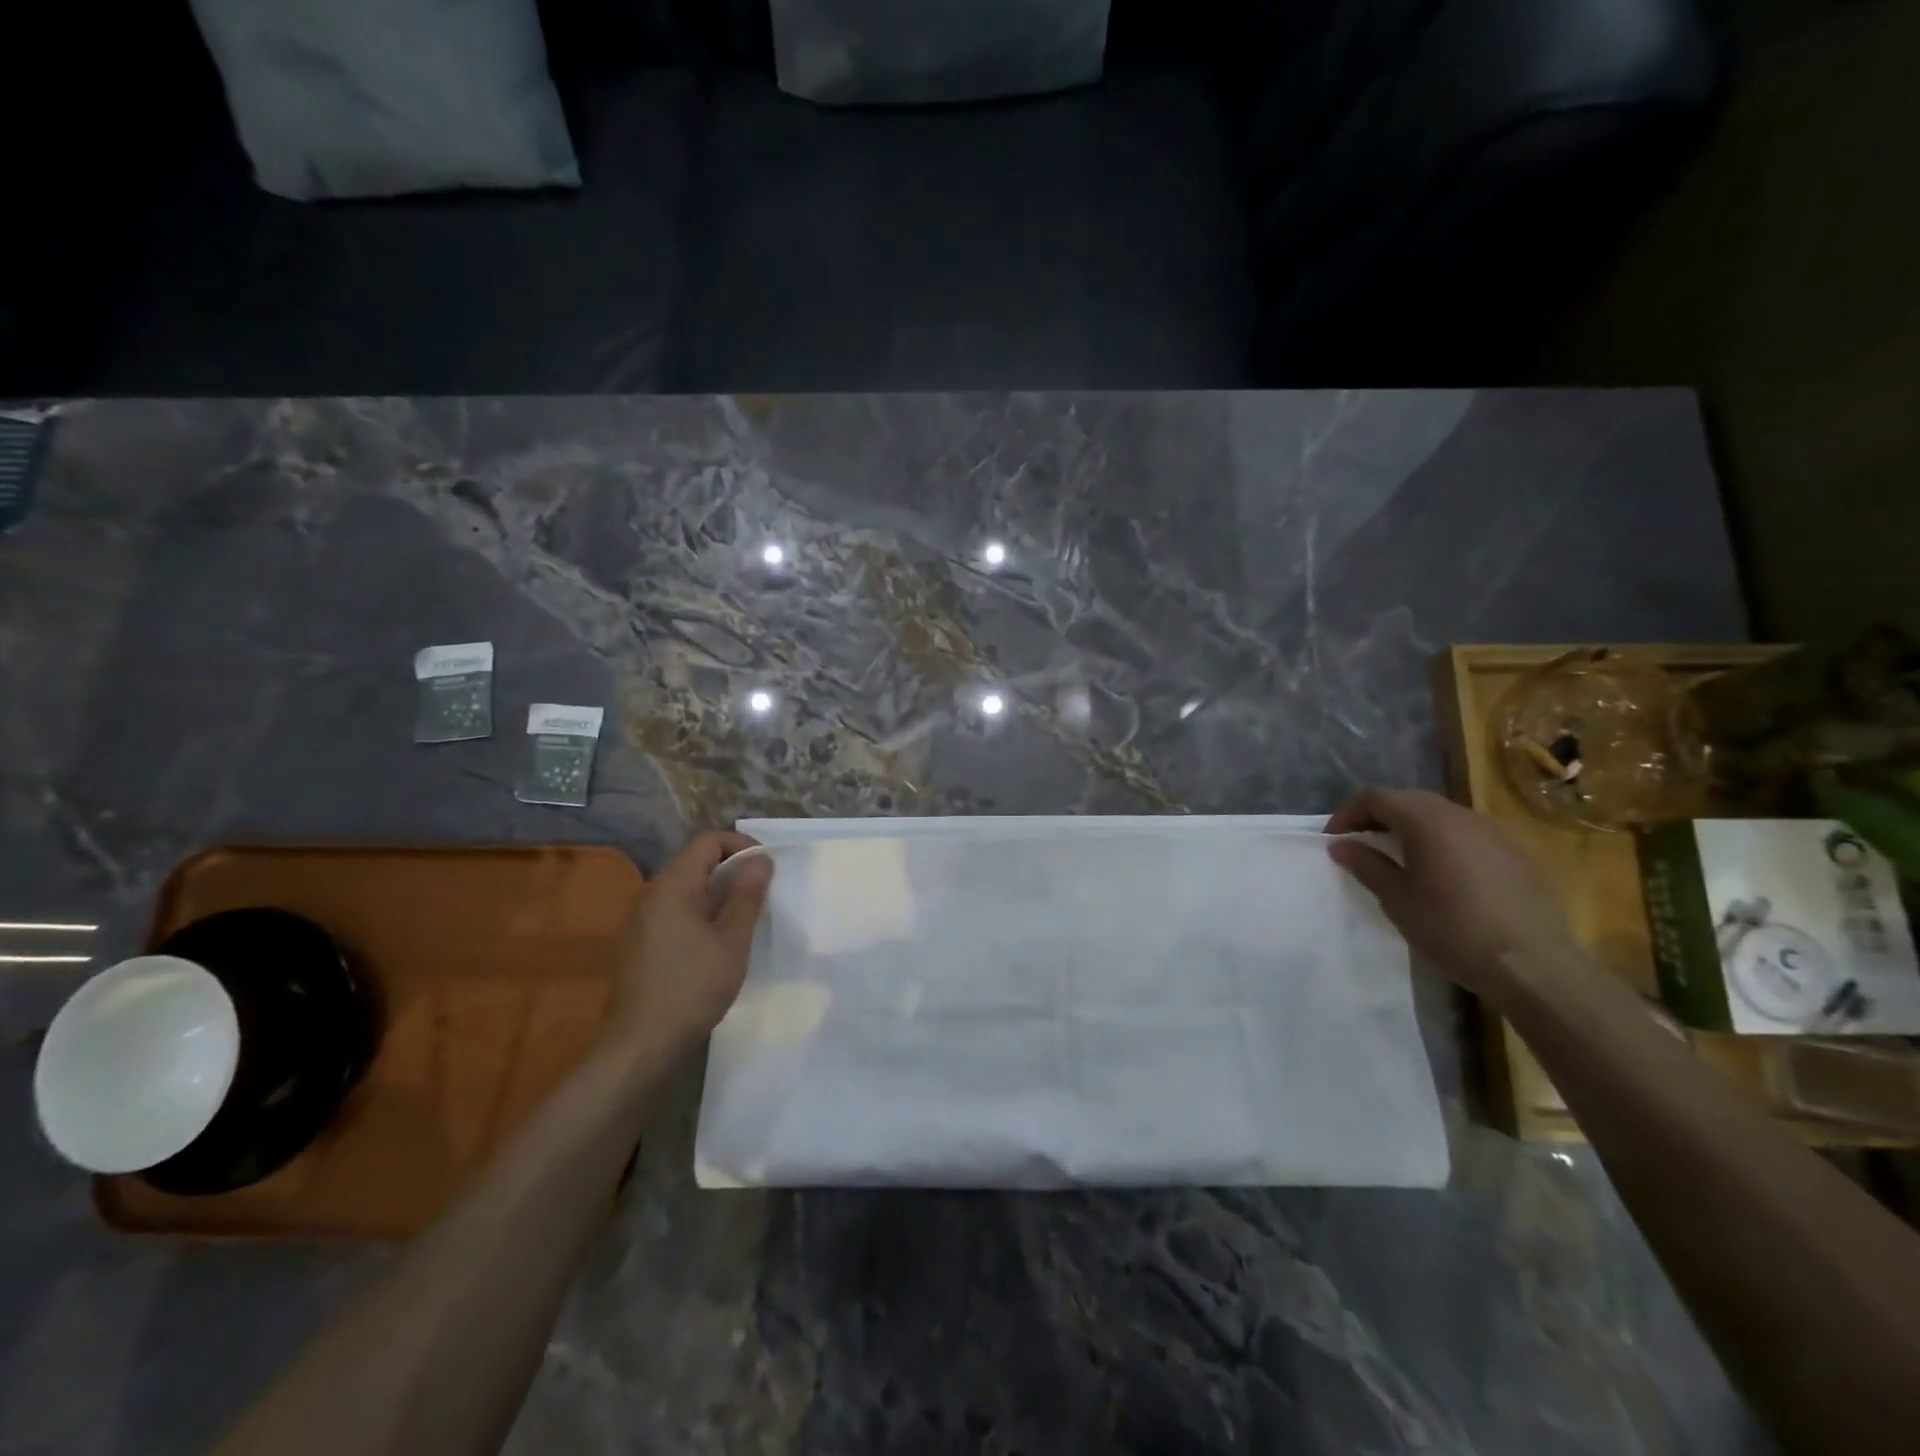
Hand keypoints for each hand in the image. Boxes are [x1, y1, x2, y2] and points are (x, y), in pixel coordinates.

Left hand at [603, 830, 773, 1056]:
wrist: (639, 1044)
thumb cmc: (692, 986)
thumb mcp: (732, 940)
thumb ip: (747, 895)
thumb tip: (761, 859)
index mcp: (673, 885)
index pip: (708, 841)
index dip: (741, 845)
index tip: (767, 868)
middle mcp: (652, 894)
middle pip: (695, 862)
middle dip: (731, 869)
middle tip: (761, 892)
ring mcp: (641, 920)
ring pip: (685, 888)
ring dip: (717, 892)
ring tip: (744, 916)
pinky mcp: (639, 943)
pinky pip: (674, 911)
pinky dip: (700, 912)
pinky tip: (716, 942)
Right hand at [1325, 787, 1577, 1001]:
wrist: (1534, 966)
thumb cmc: (1452, 928)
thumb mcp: (1397, 899)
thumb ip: (1366, 865)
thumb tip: (1342, 845)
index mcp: (1427, 820)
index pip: (1376, 797)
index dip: (1348, 813)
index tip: (1334, 840)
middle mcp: (1461, 815)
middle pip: (1409, 800)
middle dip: (1379, 816)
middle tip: (1360, 844)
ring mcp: (1494, 832)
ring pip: (1441, 815)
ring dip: (1412, 828)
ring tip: (1398, 858)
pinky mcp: (1516, 854)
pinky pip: (1467, 834)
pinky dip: (1443, 842)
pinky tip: (1442, 875)